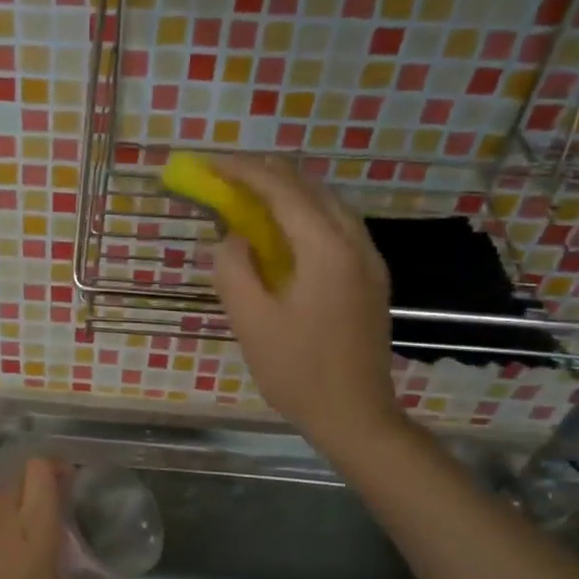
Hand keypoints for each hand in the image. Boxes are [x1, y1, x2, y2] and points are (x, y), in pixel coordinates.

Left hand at [0, 457, 102, 578]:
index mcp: (34, 523)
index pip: (39, 469)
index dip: (55, 466)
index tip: (71, 481)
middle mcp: (4, 517)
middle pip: (17, 476)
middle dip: (37, 481)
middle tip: (56, 504)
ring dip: (16, 498)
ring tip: (32, 524)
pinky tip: (9, 551)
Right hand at [208, 155, 409, 451]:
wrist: (355, 414)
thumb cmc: (297, 372)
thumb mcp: (251, 322)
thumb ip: (233, 269)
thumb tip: (230, 238)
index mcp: (326, 248)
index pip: (281, 189)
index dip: (241, 171)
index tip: (208, 164)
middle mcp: (354, 242)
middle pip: (309, 187)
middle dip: (263, 175)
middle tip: (223, 178)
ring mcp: (368, 259)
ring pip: (326, 205)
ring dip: (285, 195)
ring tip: (246, 200)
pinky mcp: (370, 277)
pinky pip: (335, 228)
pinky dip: (303, 217)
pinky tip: (281, 235)